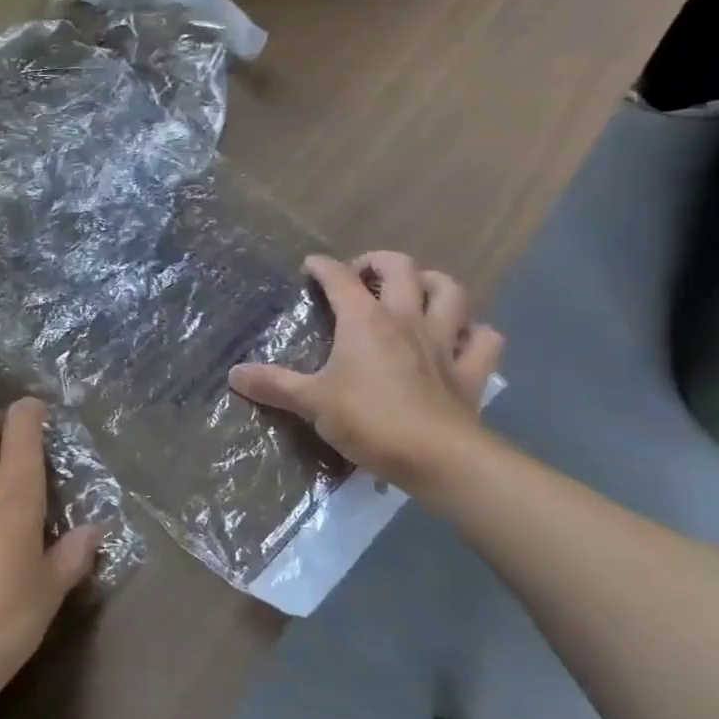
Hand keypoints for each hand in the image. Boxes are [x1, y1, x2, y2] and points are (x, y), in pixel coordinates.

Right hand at [229, 252, 504, 488]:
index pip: (340, 278)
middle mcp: (406, 319)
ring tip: (415, 291)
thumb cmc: (369, 420)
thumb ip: (273, 385)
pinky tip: (461, 339)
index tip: (310, 266)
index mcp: (365, 320)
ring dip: (433, 283)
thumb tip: (233, 374)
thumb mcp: (311, 403)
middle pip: (401, 268)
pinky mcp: (470, 371)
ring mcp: (444, 342)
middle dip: (379, 261)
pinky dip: (474, 333)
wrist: (438, 457)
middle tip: (362, 275)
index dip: (323, 266)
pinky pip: (484, 340)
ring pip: (450, 291)